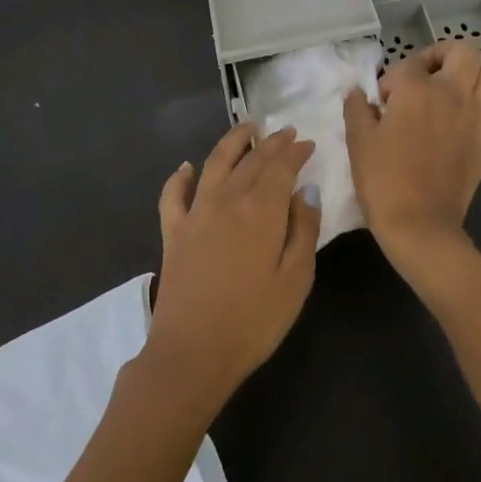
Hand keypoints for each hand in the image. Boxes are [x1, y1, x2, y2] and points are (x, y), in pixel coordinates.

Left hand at [140, 122, 321, 413]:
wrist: (192, 353)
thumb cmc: (254, 321)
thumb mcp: (296, 280)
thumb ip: (304, 230)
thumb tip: (306, 192)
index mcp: (262, 209)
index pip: (281, 167)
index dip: (295, 152)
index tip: (307, 143)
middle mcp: (228, 199)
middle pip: (251, 160)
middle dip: (271, 143)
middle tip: (285, 132)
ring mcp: (196, 212)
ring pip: (215, 163)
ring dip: (232, 141)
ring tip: (246, 128)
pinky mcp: (173, 231)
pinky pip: (174, 194)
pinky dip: (180, 176)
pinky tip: (187, 167)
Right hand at [343, 42, 480, 276]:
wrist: (418, 226)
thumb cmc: (383, 180)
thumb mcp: (357, 140)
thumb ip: (357, 108)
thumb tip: (359, 92)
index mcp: (417, 90)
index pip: (410, 62)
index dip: (393, 78)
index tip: (383, 102)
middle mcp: (452, 94)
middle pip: (463, 51)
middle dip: (442, 56)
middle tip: (424, 78)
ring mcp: (477, 119)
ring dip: (473, 78)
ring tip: (451, 95)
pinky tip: (474, 124)